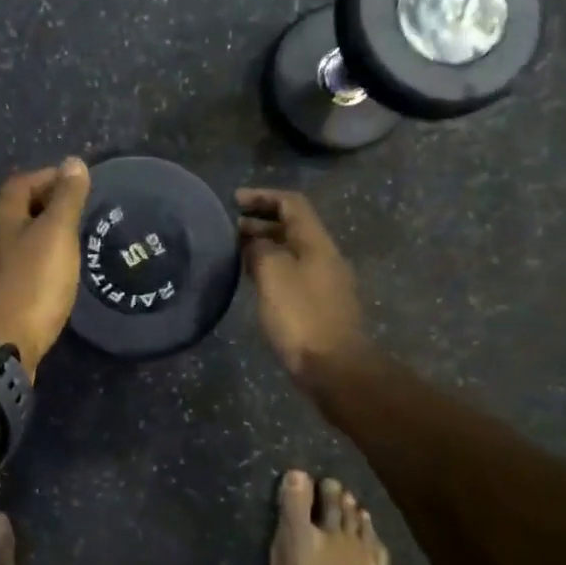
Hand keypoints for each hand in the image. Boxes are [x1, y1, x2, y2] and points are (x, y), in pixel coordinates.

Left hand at [0, 159, 91, 377]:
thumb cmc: (32, 283)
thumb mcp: (57, 234)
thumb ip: (67, 198)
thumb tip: (73, 162)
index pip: (22, 182)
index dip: (50, 177)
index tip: (78, 183)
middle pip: (14, 209)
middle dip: (44, 204)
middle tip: (77, 211)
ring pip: (12, 238)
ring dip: (37, 234)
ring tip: (68, 241)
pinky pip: (12, 265)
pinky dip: (32, 260)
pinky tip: (50, 274)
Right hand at [237, 189, 371, 385]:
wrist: (335, 368)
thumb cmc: (301, 317)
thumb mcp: (273, 275)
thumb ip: (260, 249)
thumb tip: (253, 241)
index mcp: (317, 243)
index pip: (292, 204)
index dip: (263, 196)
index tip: (234, 200)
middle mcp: (325, 257)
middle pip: (294, 226)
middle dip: (262, 221)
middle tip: (231, 228)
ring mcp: (325, 282)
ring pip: (293, 251)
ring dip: (266, 245)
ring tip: (237, 252)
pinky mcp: (320, 305)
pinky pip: (294, 273)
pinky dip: (272, 267)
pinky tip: (255, 281)